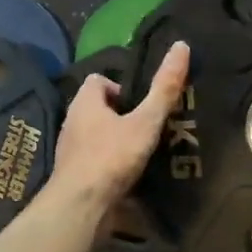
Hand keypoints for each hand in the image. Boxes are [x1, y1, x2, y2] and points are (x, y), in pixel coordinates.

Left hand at [48, 41, 190, 219]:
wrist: (81, 206)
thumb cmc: (112, 157)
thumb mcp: (145, 122)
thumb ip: (164, 89)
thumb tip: (181, 45)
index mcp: (84, 102)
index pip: (98, 80)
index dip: (120, 87)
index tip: (141, 104)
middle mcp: (72, 122)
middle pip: (97, 108)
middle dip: (120, 115)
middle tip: (147, 127)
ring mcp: (70, 150)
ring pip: (95, 135)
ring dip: (115, 140)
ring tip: (142, 153)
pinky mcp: (73, 174)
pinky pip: (93, 160)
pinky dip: (109, 163)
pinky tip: (128, 176)